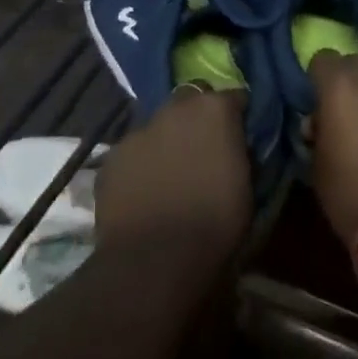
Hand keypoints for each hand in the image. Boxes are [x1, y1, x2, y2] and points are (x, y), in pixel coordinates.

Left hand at [93, 90, 250, 262]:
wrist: (155, 260)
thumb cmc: (215, 222)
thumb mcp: (246, 183)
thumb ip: (238, 152)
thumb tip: (233, 147)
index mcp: (215, 109)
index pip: (233, 97)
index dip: (236, 116)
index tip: (239, 135)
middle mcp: (175, 109)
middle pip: (190, 102)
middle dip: (196, 119)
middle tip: (201, 150)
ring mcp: (138, 131)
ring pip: (157, 127)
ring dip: (165, 142)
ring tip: (169, 175)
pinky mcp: (111, 158)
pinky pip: (132, 154)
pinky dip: (139, 166)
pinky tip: (143, 193)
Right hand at [309, 51, 357, 244]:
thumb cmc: (352, 196)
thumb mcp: (317, 165)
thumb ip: (318, 130)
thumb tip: (321, 120)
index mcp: (340, 89)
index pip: (323, 59)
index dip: (318, 77)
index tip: (319, 99)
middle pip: (357, 64)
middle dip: (349, 81)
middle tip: (348, 112)